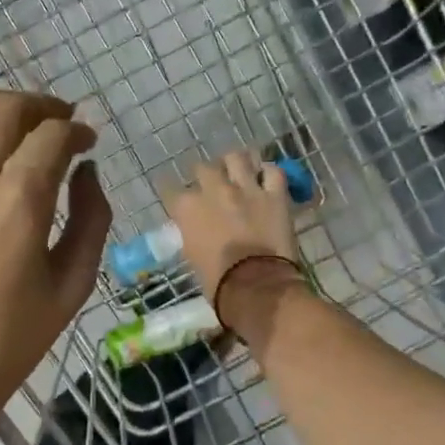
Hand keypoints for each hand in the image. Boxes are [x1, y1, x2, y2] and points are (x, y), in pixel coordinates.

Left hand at [0, 89, 109, 444]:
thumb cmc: (5, 346)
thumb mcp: (71, 287)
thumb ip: (91, 218)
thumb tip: (85, 171)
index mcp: (17, 201)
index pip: (53, 134)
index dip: (76, 129)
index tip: (85, 140)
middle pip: (5, 107)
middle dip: (40, 105)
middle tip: (55, 121)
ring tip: (11, 125)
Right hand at [165, 151, 303, 312]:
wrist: (256, 286)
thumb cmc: (218, 281)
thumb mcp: (192, 255)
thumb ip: (192, 233)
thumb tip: (195, 229)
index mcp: (188, 208)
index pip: (169, 188)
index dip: (170, 190)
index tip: (173, 194)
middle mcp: (214, 190)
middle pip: (203, 168)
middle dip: (204, 174)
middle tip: (209, 183)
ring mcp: (246, 189)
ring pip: (237, 158)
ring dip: (235, 163)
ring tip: (238, 170)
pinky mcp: (275, 195)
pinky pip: (273, 171)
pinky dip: (268, 172)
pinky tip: (266, 178)